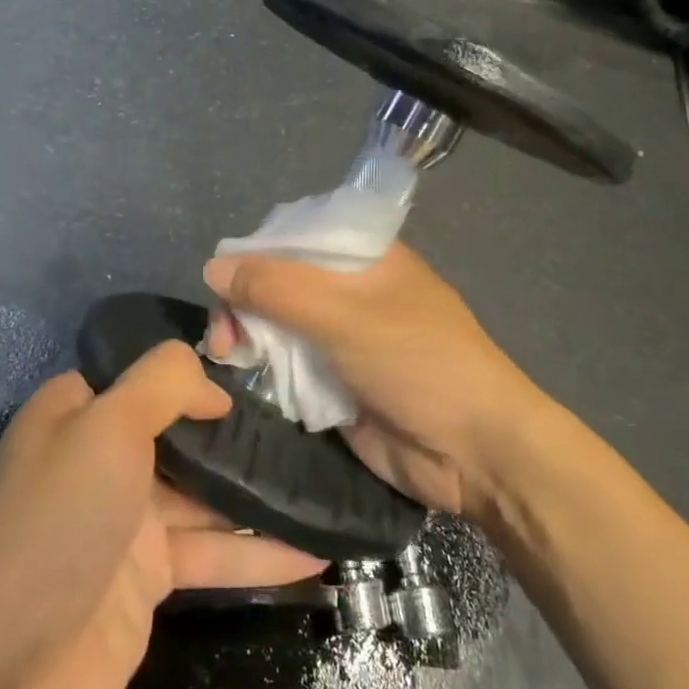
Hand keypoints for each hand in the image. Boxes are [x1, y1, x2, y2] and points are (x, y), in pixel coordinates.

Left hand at [0, 343, 325, 688]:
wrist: (6, 666)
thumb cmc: (59, 520)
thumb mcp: (108, 425)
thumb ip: (164, 382)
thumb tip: (215, 386)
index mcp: (81, 412)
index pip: (149, 375)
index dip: (200, 372)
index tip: (263, 370)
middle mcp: (104, 457)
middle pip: (185, 433)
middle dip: (242, 431)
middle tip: (313, 423)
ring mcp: (129, 519)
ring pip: (208, 495)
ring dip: (261, 494)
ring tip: (327, 482)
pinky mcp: (152, 577)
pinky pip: (214, 552)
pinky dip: (259, 554)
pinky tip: (316, 553)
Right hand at [204, 243, 545, 517]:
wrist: (475, 452)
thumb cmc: (418, 363)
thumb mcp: (345, 315)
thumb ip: (277, 288)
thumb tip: (212, 267)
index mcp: (364, 256)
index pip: (295, 237)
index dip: (254, 255)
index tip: (221, 284)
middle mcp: (350, 291)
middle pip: (280, 283)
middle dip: (245, 303)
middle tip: (222, 337)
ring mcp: (342, 339)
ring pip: (279, 326)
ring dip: (250, 338)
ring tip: (226, 358)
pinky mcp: (335, 383)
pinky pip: (288, 367)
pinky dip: (265, 370)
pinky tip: (242, 377)